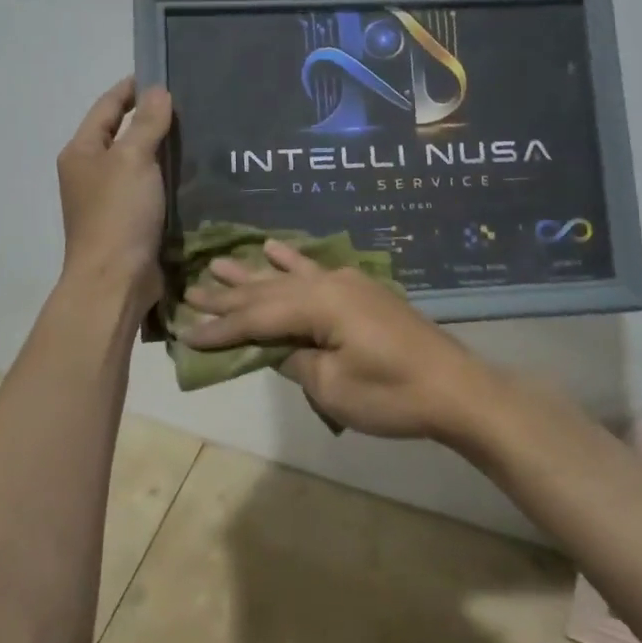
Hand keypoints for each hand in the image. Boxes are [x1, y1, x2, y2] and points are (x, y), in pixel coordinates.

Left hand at [57, 78, 172, 312]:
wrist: (115, 281)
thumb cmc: (118, 214)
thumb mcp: (133, 159)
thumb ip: (146, 123)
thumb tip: (157, 91)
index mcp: (82, 152)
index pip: (107, 107)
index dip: (131, 88)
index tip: (161, 74)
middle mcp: (90, 172)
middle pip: (121, 133)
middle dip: (150, 117)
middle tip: (189, 103)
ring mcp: (108, 198)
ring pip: (138, 162)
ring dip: (161, 148)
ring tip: (197, 132)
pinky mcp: (128, 220)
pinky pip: (149, 187)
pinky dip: (166, 176)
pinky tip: (193, 171)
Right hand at [180, 239, 486, 438]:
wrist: (455, 389)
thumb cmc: (393, 395)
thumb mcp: (333, 387)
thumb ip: (294, 361)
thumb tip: (273, 347)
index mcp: (319, 304)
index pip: (257, 317)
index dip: (221, 327)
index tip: (186, 331)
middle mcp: (328, 283)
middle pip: (267, 290)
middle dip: (228, 295)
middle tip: (189, 291)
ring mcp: (346, 282)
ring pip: (287, 277)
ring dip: (251, 274)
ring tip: (217, 263)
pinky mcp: (359, 290)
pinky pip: (315, 269)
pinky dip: (291, 259)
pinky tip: (272, 248)